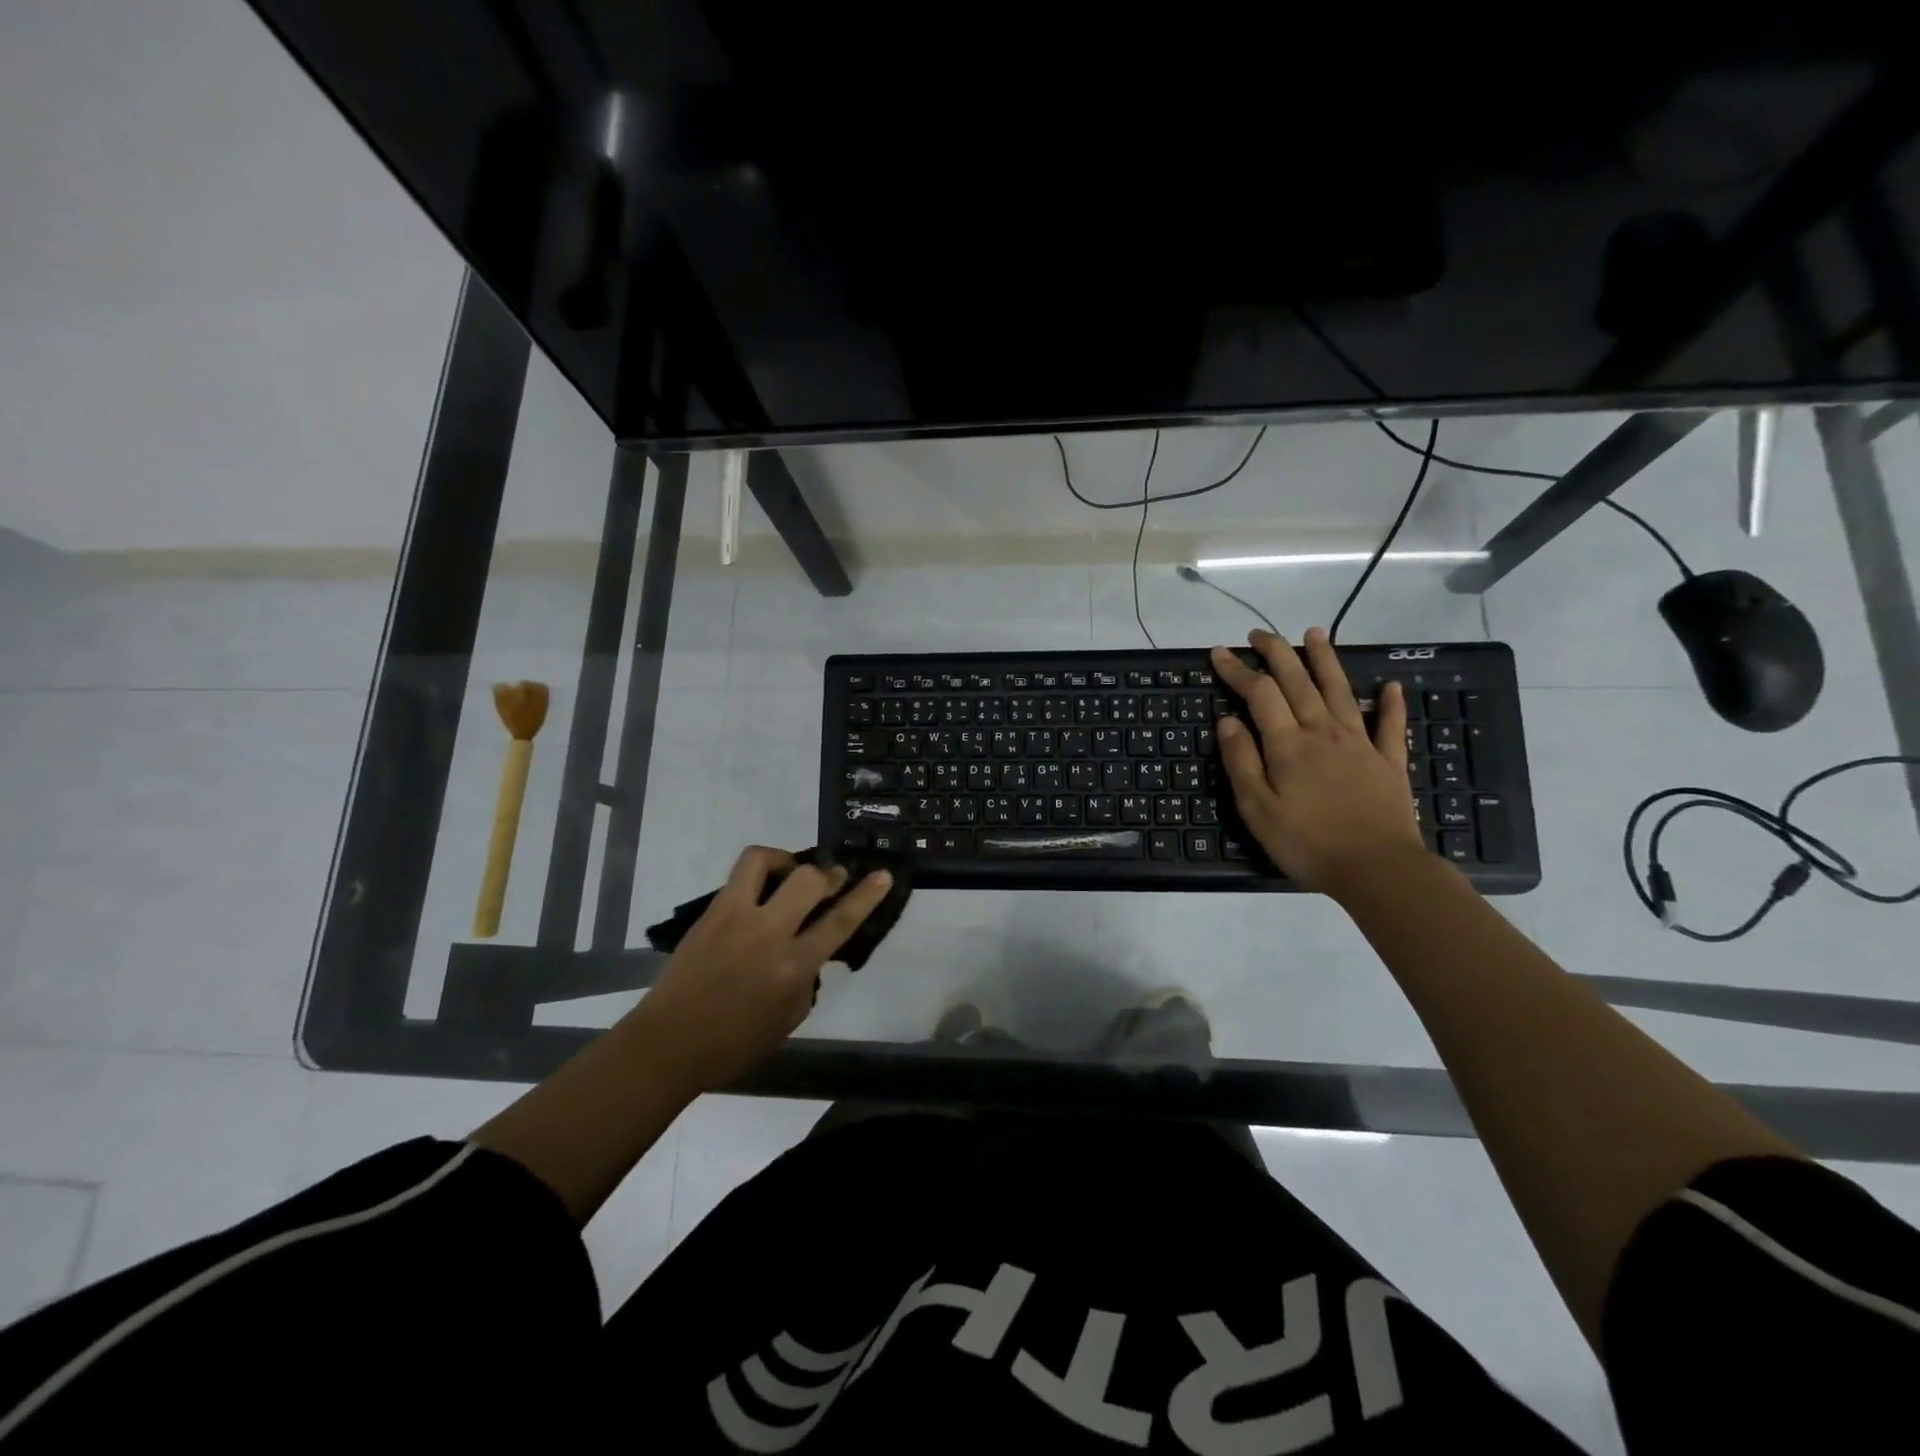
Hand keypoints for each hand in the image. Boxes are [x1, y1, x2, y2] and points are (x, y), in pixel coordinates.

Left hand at [631, 847, 893, 1093]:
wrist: (668, 1044)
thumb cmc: (733, 1045)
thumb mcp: (788, 1019)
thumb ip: (806, 979)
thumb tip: (810, 952)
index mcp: (792, 967)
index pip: (839, 922)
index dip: (866, 896)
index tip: (883, 875)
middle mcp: (767, 933)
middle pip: (808, 880)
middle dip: (829, 874)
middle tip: (833, 878)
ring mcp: (734, 917)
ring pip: (763, 860)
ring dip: (785, 860)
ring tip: (790, 873)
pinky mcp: (710, 912)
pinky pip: (739, 876)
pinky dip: (758, 875)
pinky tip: (761, 893)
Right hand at [1211, 628, 1422, 895]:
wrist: (1378, 869)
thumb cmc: (1307, 843)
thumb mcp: (1257, 809)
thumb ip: (1241, 761)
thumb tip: (1227, 721)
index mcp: (1288, 745)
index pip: (1259, 694)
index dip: (1238, 671)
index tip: (1219, 653)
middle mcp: (1324, 732)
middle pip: (1298, 682)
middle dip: (1277, 653)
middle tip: (1259, 634)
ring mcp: (1360, 744)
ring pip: (1340, 691)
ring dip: (1326, 660)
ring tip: (1315, 634)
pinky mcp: (1389, 762)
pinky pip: (1390, 726)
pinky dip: (1390, 704)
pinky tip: (1390, 686)